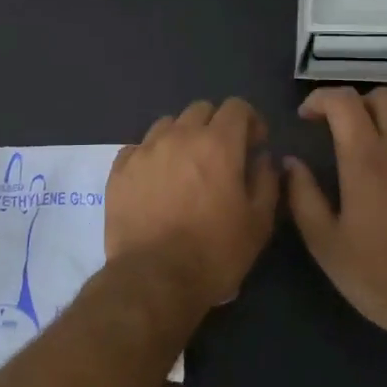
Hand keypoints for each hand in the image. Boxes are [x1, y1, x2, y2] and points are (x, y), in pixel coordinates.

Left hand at [107, 99, 279, 310]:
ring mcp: (145, 150)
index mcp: (217, 144)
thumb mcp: (258, 222)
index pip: (237, 106)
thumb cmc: (214, 252)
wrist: (154, 279)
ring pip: (168, 124)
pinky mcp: (119, 169)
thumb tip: (262, 158)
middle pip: (201, 109)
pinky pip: (139, 147)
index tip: (253, 146)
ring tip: (185, 167)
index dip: (250, 121)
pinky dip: (152, 155)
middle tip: (221, 156)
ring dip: (182, 136)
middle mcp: (179, 136)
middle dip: (216, 125)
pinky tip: (156, 180)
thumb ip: (266, 180)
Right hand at [283, 86, 386, 345]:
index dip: (320, 99)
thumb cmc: (381, 276)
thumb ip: (302, 196)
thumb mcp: (326, 243)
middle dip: (357, 105)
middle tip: (344, 131)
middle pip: (382, 97)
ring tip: (379, 152)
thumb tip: (291, 162)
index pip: (343, 100)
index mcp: (366, 159)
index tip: (308, 117)